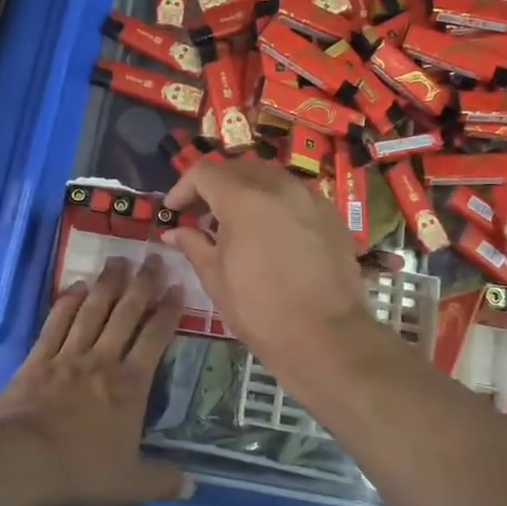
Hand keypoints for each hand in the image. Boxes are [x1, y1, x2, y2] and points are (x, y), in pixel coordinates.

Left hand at [0, 255, 191, 505]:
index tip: (177, 286)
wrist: (18, 464)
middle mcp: (102, 361)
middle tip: (152, 257)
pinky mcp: (36, 361)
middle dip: (142, 284)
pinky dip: (66, 303)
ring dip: (106, 284)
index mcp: (130, 386)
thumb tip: (194, 487)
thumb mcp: (130, 485)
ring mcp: (67, 357)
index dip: (168, 311)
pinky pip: (55, 324)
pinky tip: (74, 286)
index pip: (156, 338)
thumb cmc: (80, 472)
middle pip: (126, 314)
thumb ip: (162, 481)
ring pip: (92, 311)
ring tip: (117, 260)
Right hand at [161, 156, 379, 368]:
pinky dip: (275, 203)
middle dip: (214, 186)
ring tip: (236, 224)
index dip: (182, 188)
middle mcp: (280, 187)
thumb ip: (193, 245)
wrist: (326, 337)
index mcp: (245, 199)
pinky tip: (271, 234)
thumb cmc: (261, 310)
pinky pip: (296, 196)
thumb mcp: (216, 279)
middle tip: (201, 215)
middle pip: (238, 168)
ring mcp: (311, 198)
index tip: (174, 211)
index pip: (205, 172)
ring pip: (270, 178)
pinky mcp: (332, 215)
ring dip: (246, 191)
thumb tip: (174, 231)